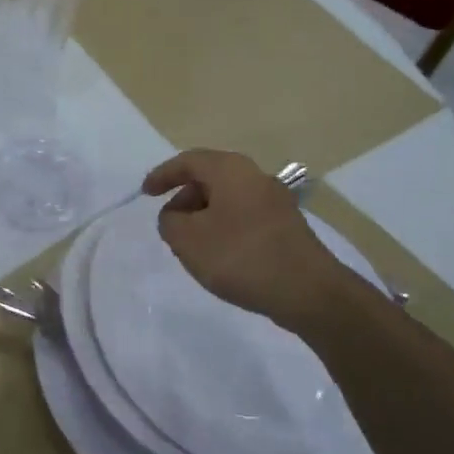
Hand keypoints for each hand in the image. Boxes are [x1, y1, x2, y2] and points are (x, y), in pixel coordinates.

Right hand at [142, 149, 346, 327]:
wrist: (308, 291)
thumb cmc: (241, 256)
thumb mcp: (187, 240)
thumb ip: (170, 222)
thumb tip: (176, 215)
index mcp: (230, 170)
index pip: (188, 161)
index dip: (163, 175)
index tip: (145, 193)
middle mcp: (255, 176)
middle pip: (210, 178)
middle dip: (185, 198)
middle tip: (170, 223)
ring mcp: (275, 201)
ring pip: (228, 199)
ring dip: (205, 216)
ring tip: (193, 245)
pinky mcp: (287, 226)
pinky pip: (245, 216)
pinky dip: (225, 227)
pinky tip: (222, 256)